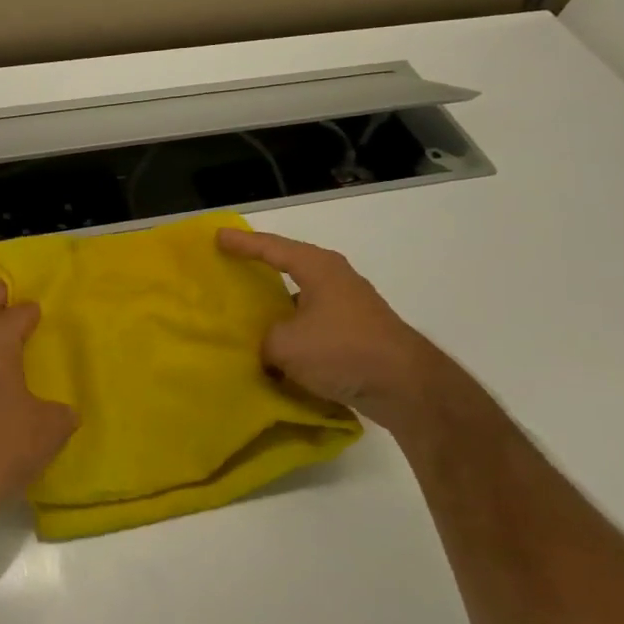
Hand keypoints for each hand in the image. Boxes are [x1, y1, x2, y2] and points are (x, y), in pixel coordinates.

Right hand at [216, 228, 443, 428]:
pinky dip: (293, 330)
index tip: (218, 236)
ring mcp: (349, 306)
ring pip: (301, 298)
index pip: (271, 248)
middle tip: (231, 267)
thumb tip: (265, 347)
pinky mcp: (356, 332)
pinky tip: (277, 347)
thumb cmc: (342, 350)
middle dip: (260, 268)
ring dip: (277, 305)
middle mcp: (335, 279)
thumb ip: (263, 340)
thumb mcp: (285, 345)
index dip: (243, 243)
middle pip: (289, 266)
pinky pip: (313, 323)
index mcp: (317, 268)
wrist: (405, 386)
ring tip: (248, 312)